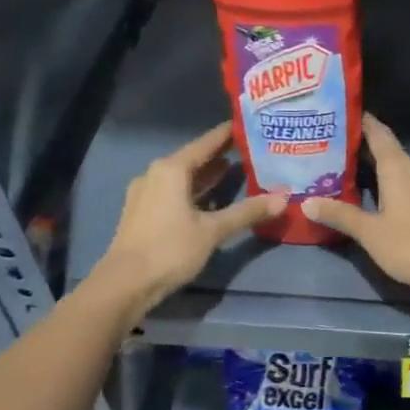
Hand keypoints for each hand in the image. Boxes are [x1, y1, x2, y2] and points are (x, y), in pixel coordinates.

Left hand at [93, 122, 285, 317]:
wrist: (126, 283)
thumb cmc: (170, 249)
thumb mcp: (213, 230)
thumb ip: (247, 212)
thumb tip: (283, 198)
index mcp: (171, 169)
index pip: (205, 143)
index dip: (227, 135)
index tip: (247, 125)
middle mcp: (156, 174)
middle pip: (193, 160)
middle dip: (220, 157)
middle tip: (250, 151)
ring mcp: (146, 194)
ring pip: (183, 178)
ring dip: (207, 177)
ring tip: (235, 172)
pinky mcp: (143, 213)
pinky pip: (174, 193)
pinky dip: (194, 193)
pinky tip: (211, 200)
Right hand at [306, 113, 409, 302]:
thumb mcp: (370, 232)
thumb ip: (340, 215)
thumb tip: (306, 203)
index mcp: (398, 167)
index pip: (378, 133)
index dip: (360, 121)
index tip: (339, 114)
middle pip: (387, 149)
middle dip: (361, 146)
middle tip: (331, 145)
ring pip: (398, 167)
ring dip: (375, 166)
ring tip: (346, 168)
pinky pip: (407, 182)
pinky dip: (389, 182)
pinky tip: (374, 193)